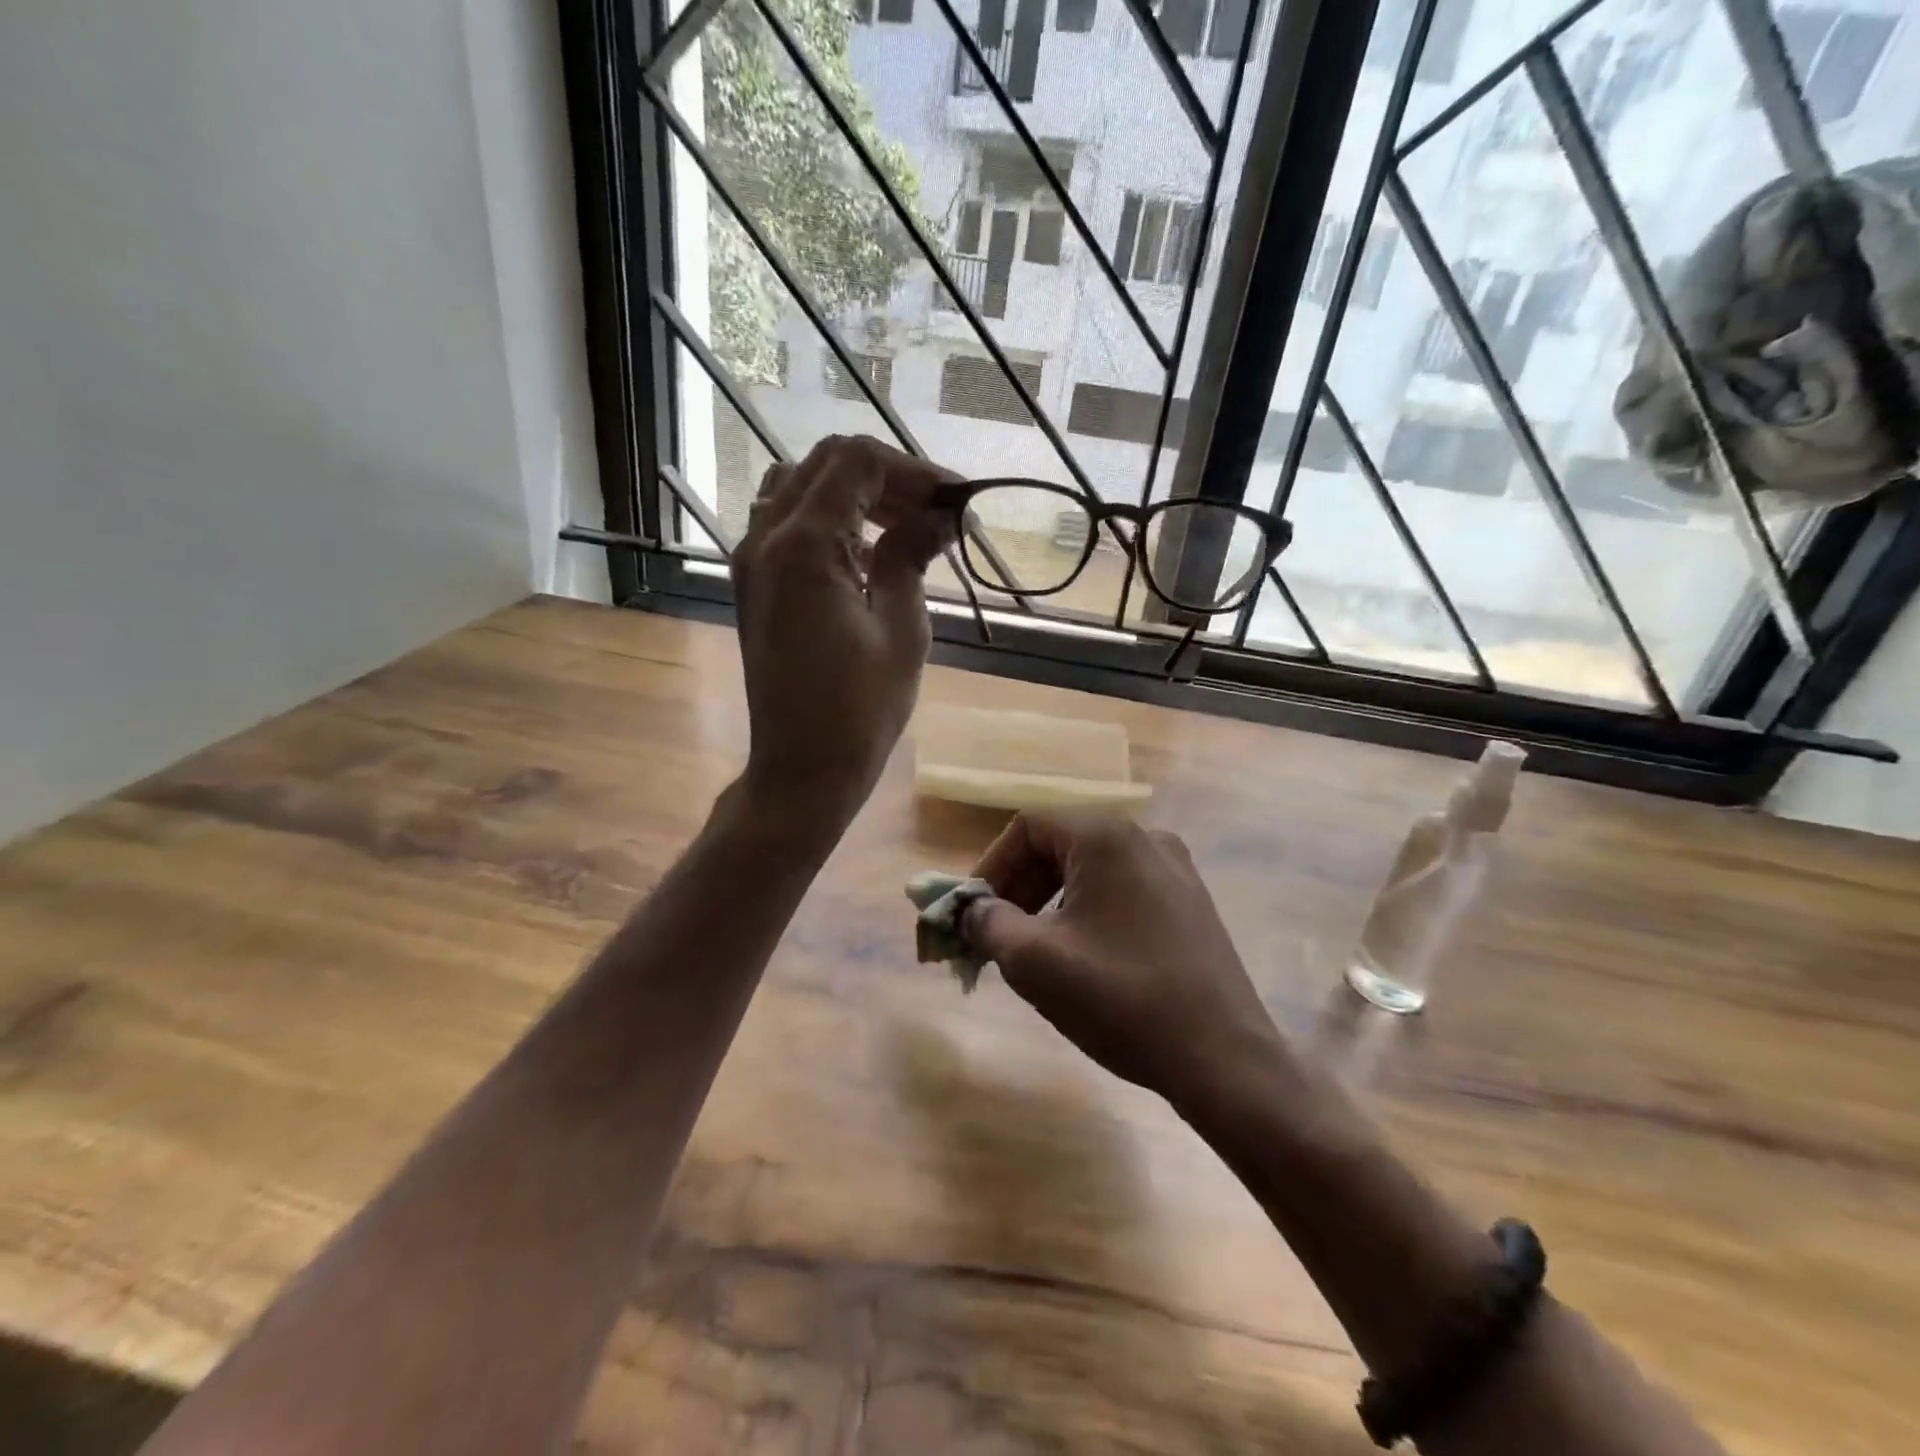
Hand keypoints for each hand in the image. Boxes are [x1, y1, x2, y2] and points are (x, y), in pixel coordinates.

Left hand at [732, 436, 953, 821]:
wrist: (802, 768)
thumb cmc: (861, 709)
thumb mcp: (902, 628)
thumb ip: (913, 557)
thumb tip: (940, 517)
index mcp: (804, 545)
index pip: (858, 463)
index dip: (913, 471)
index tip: (955, 502)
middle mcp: (765, 538)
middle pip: (826, 464)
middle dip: (886, 477)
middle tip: (935, 513)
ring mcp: (752, 561)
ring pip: (800, 487)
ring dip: (853, 494)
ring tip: (903, 527)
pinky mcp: (753, 585)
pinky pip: (786, 524)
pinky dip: (828, 520)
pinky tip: (867, 553)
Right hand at [961, 811, 1280, 1107]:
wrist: (1224, 1060)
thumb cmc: (1121, 1000)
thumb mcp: (1035, 961)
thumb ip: (989, 924)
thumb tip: (973, 911)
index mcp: (1107, 837)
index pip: (1028, 826)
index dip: (991, 865)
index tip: (974, 912)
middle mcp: (1145, 838)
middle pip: (1060, 844)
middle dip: (1019, 886)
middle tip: (997, 935)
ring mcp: (1175, 869)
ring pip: (1091, 869)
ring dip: (1050, 901)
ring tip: (1035, 950)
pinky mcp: (1191, 902)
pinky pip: (1122, 890)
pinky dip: (1088, 911)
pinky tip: (1083, 957)